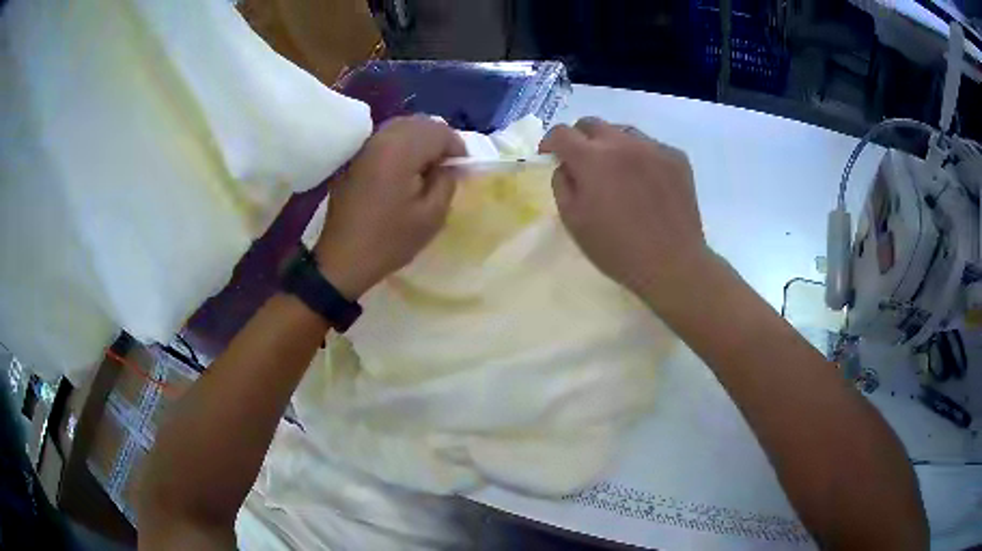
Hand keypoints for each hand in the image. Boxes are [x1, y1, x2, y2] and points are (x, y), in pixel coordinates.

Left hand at [315, 116, 464, 298]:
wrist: (343, 259)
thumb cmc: (389, 240)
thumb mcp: (431, 217)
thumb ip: (447, 182)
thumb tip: (449, 166)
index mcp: (401, 150)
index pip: (439, 131)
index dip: (457, 147)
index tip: (461, 170)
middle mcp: (381, 139)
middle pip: (420, 123)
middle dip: (439, 140)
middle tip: (447, 166)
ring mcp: (365, 147)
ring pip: (402, 127)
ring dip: (420, 140)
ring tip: (427, 167)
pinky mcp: (355, 158)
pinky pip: (386, 139)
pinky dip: (402, 145)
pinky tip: (405, 169)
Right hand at [540, 117, 710, 302]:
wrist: (673, 263)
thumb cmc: (618, 249)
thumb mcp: (574, 222)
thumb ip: (562, 185)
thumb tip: (566, 166)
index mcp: (593, 158)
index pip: (562, 133)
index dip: (550, 142)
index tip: (551, 156)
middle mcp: (623, 143)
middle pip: (592, 124)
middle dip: (580, 139)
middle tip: (583, 163)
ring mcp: (653, 147)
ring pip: (623, 132)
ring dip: (612, 145)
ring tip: (618, 173)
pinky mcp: (676, 157)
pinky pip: (650, 146)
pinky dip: (640, 157)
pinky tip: (646, 183)